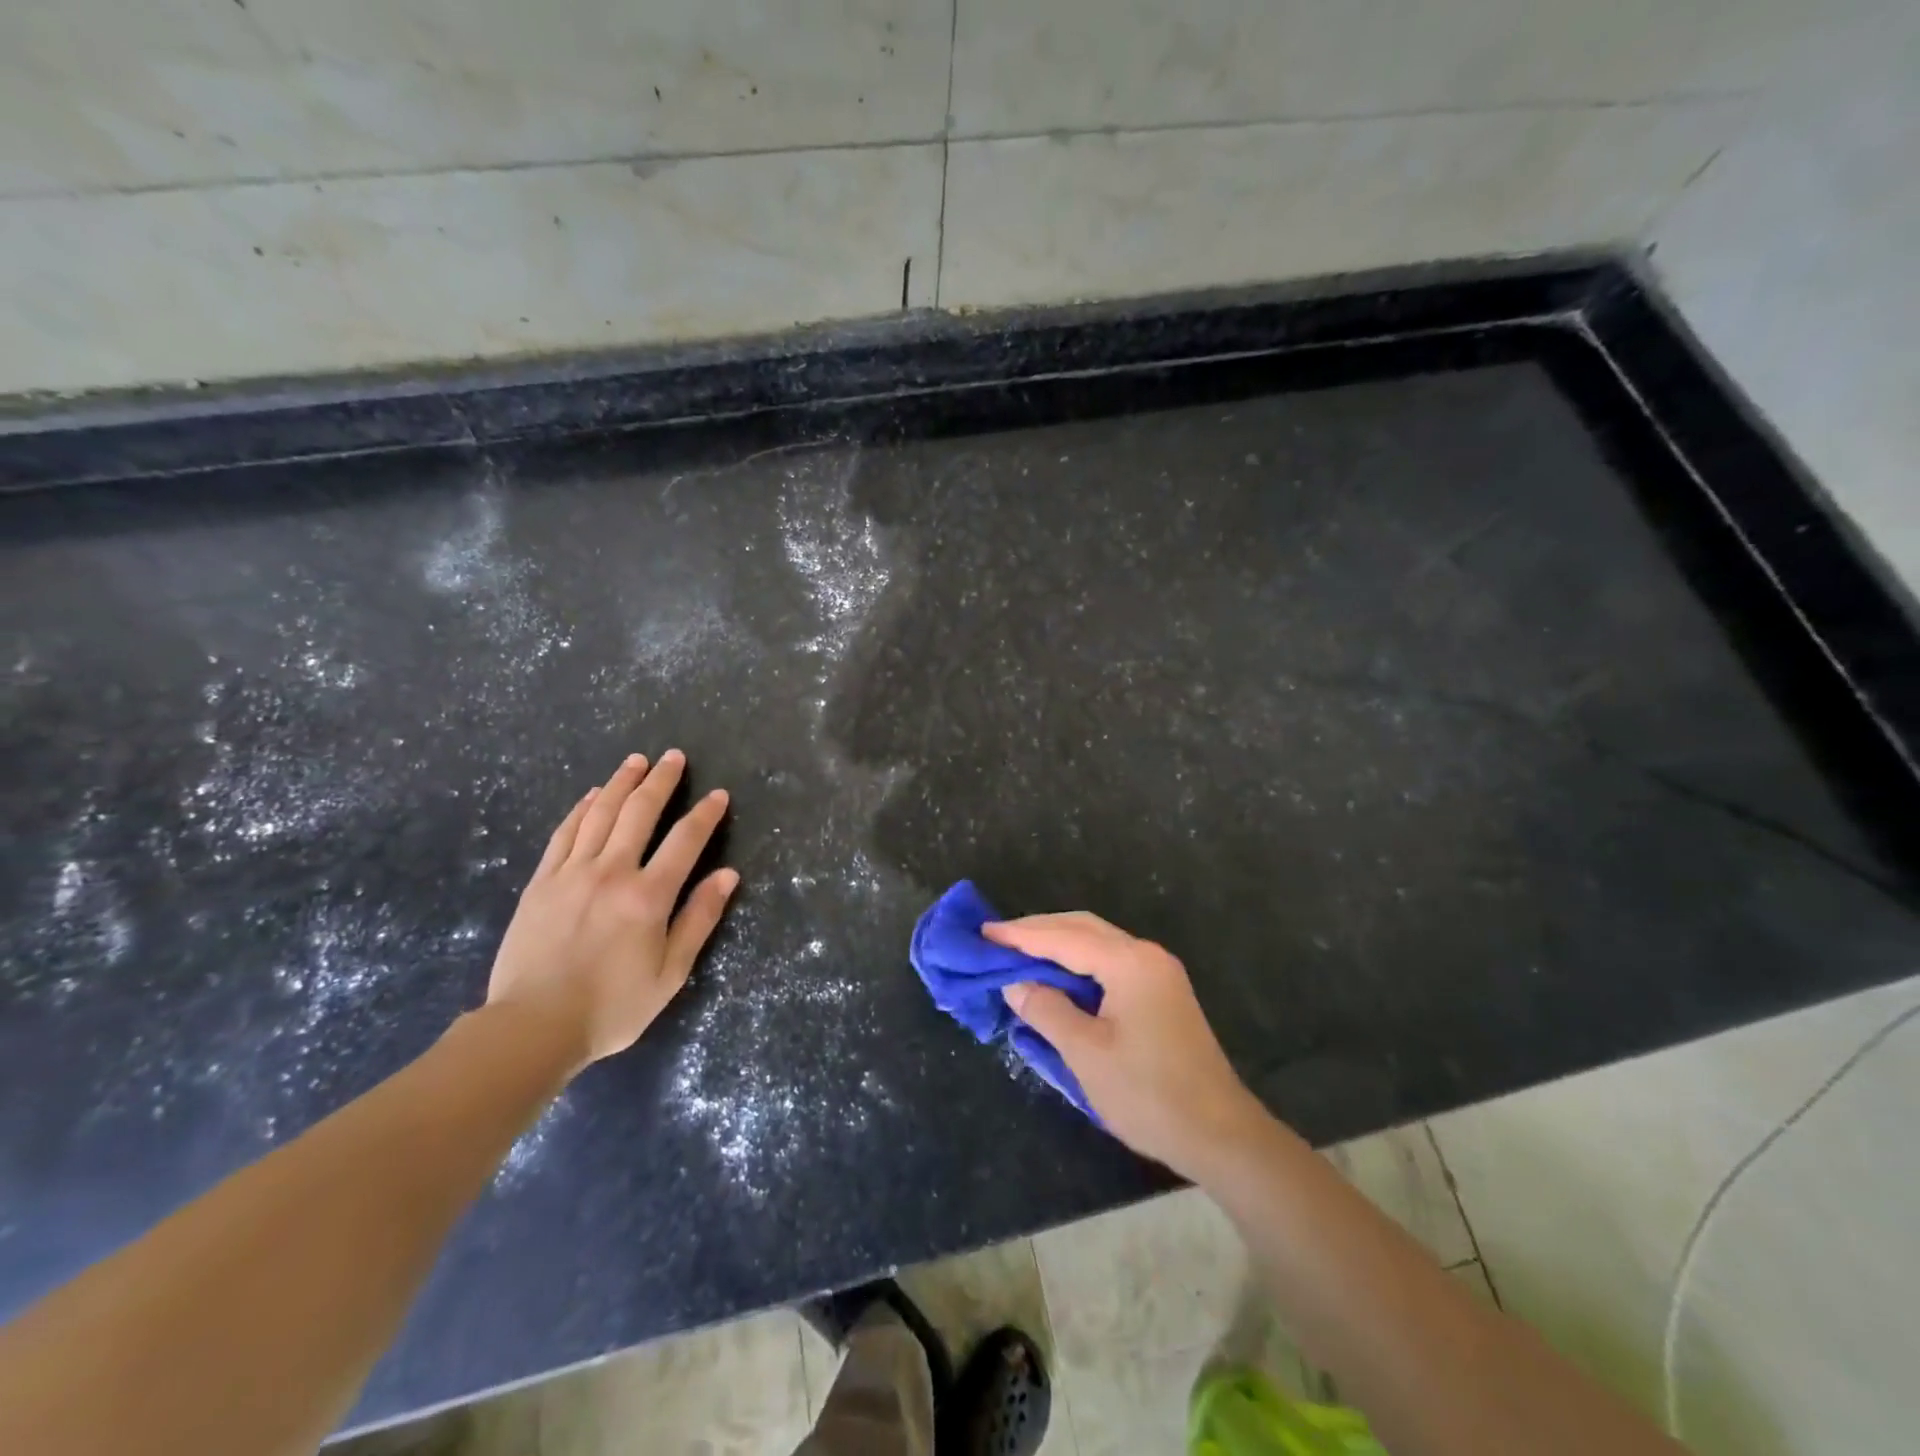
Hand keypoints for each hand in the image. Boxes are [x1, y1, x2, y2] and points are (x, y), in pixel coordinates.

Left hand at [487, 750, 737, 1067]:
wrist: (531, 1027)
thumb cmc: (611, 1006)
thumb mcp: (670, 972)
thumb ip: (699, 919)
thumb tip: (728, 875)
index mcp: (648, 896)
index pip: (685, 841)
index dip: (705, 814)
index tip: (718, 795)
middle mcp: (611, 872)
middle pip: (639, 813)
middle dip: (661, 781)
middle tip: (673, 757)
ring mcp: (571, 873)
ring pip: (600, 814)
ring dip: (621, 783)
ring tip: (636, 761)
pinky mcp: (541, 882)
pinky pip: (564, 833)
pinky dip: (581, 809)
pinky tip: (593, 795)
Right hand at [988, 912, 1266, 1175]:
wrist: (1221, 1136)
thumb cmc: (1149, 1095)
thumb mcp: (1087, 1054)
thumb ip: (1047, 1010)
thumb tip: (1015, 984)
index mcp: (1130, 963)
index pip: (1065, 937)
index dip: (1021, 936)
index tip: (984, 934)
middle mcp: (1146, 956)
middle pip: (1083, 928)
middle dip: (1039, 931)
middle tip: (996, 940)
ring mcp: (1158, 973)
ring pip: (1098, 943)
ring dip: (1058, 945)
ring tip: (1018, 954)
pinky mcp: (1161, 993)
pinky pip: (1110, 963)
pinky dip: (1078, 964)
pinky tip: (1057, 977)